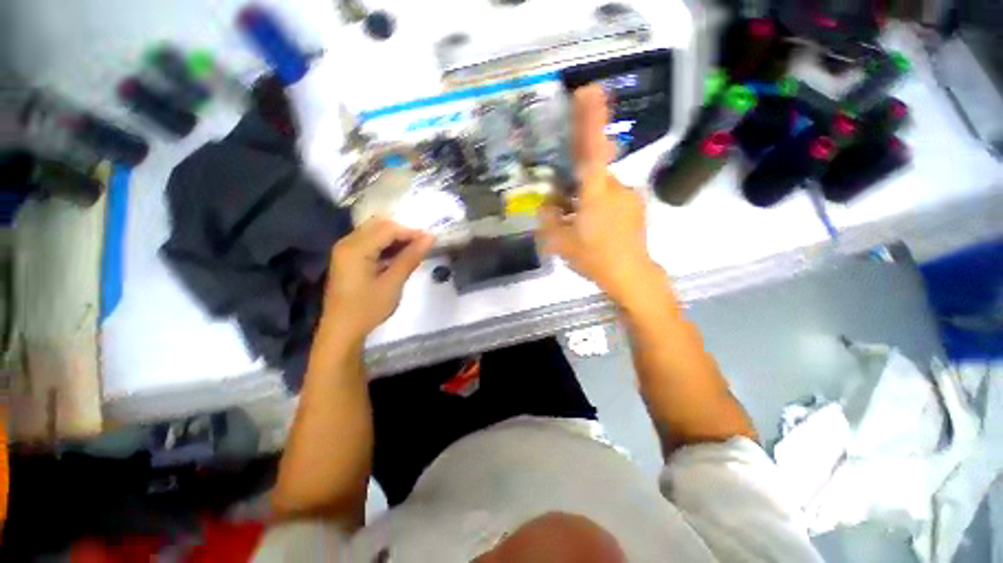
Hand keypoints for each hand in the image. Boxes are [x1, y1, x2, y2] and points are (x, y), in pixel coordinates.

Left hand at [323, 217, 433, 338]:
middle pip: (379, 225)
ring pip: (375, 232)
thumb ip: (411, 257)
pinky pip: (369, 242)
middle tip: (422, 246)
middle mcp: (347, 243)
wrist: (342, 330)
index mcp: (355, 248)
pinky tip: (399, 257)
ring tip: (414, 251)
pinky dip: (386, 246)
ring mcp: (345, 250)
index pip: (388, 229)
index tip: (431, 241)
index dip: (411, 232)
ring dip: (395, 239)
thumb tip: (430, 238)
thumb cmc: (367, 308)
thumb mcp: (393, 283)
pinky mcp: (347, 258)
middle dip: (403, 233)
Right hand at [539, 85, 665, 307]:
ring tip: (580, 226)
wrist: (631, 275)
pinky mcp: (637, 207)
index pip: (593, 148)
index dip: (591, 117)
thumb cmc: (594, 258)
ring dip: (587, 200)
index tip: (590, 89)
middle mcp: (617, 186)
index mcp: (596, 192)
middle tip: (566, 208)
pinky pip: (612, 198)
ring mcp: (630, 196)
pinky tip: (595, 229)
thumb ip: (549, 218)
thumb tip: (548, 204)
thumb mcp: (560, 242)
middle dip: (576, 185)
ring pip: (601, 188)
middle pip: (592, 173)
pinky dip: (599, 207)